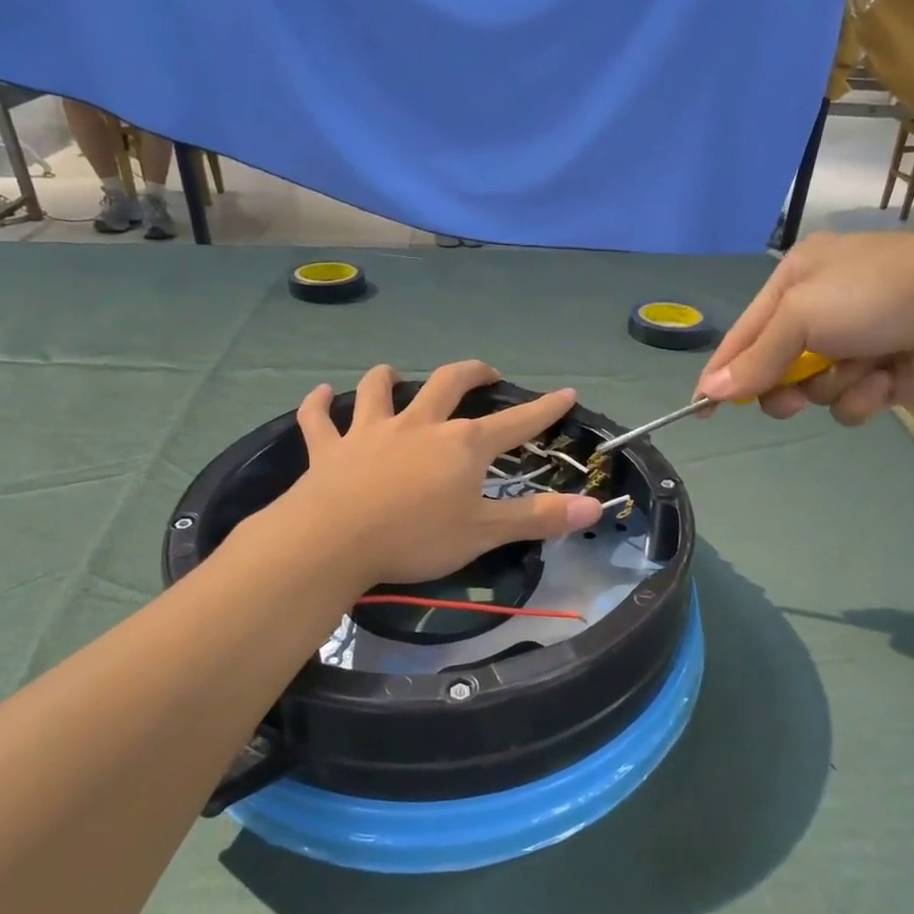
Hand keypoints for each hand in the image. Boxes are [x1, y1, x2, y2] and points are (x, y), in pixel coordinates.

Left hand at [282, 361, 602, 586]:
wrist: (333, 541)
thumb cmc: (415, 538)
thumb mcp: (484, 533)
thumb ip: (539, 518)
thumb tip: (595, 507)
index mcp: (462, 445)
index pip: (515, 423)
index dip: (544, 409)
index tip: (566, 393)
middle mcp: (419, 426)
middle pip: (448, 385)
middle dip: (471, 374)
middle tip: (485, 373)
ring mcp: (370, 433)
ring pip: (378, 391)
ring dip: (387, 378)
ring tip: (393, 373)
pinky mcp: (329, 450)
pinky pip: (320, 420)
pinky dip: (318, 405)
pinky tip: (318, 395)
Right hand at [695, 232, 913, 425]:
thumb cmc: (876, 296)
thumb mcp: (801, 316)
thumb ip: (755, 358)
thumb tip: (710, 392)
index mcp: (798, 277)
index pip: (744, 333)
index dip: (722, 371)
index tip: (700, 407)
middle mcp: (823, 307)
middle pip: (775, 367)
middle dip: (783, 386)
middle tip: (793, 398)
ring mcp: (856, 341)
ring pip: (813, 389)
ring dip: (831, 387)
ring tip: (860, 373)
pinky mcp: (884, 372)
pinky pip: (850, 400)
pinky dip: (863, 396)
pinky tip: (886, 380)